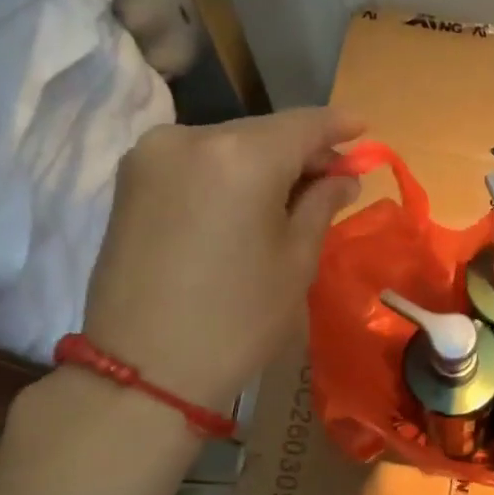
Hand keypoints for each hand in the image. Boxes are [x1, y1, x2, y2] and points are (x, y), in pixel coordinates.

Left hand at [81, 108, 363, 412]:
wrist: (144, 370)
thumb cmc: (237, 319)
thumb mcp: (296, 260)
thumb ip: (321, 203)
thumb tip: (342, 177)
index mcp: (241, 155)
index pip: (302, 124)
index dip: (338, 126)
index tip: (364, 129)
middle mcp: (190, 137)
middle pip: (262, 131)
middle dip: (301, 150)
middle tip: (332, 176)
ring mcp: (152, 155)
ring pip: (227, 144)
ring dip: (263, 162)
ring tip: (290, 194)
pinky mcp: (129, 179)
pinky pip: (195, 161)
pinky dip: (227, 172)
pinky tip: (245, 200)